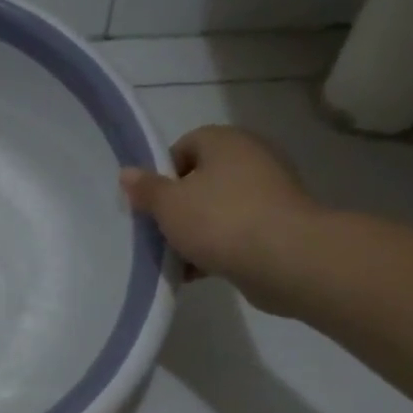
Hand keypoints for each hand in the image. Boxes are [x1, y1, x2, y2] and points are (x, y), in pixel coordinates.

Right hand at [120, 126, 316, 312]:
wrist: (285, 259)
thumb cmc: (219, 220)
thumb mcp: (168, 205)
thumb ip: (146, 189)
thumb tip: (127, 173)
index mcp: (225, 141)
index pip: (185, 145)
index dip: (163, 174)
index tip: (150, 203)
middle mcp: (251, 158)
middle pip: (201, 179)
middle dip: (177, 207)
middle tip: (158, 232)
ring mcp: (269, 192)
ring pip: (218, 208)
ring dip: (195, 231)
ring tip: (176, 258)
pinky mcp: (278, 224)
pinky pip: (236, 231)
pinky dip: (217, 247)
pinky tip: (198, 271)